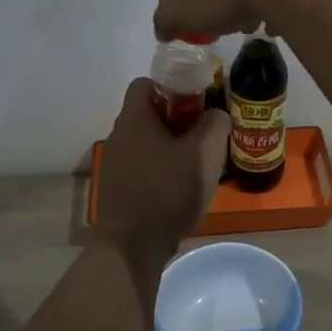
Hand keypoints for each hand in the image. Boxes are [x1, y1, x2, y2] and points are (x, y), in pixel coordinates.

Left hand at [96, 78, 229, 267]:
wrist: (132, 247)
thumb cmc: (167, 192)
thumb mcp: (204, 154)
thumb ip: (215, 125)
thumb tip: (216, 115)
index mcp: (134, 119)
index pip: (146, 83)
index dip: (172, 86)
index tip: (197, 101)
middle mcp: (118, 136)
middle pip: (149, 113)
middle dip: (178, 120)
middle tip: (205, 135)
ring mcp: (115, 164)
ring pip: (147, 142)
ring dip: (171, 147)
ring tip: (198, 165)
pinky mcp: (117, 189)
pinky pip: (143, 166)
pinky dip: (161, 170)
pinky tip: (181, 189)